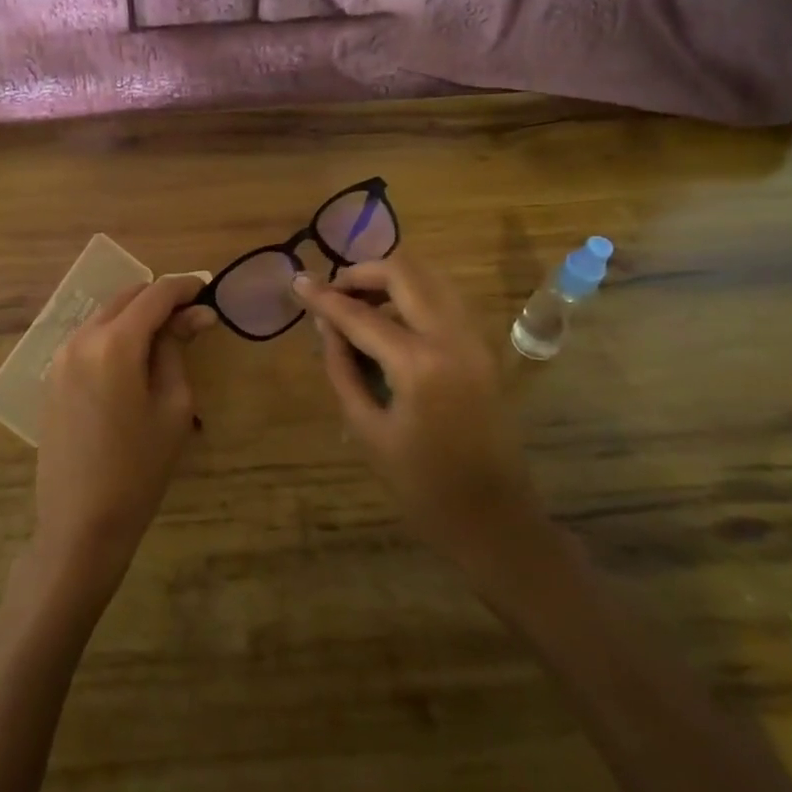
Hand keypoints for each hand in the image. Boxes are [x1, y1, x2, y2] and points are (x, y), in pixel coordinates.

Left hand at [32, 275, 214, 600]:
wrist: (80, 523)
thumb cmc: (139, 468)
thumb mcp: (172, 406)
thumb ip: (177, 349)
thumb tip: (196, 314)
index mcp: (113, 343)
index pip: (155, 295)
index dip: (185, 287)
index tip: (209, 290)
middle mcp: (80, 339)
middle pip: (126, 298)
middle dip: (160, 299)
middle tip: (193, 317)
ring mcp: (60, 357)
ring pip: (105, 316)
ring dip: (136, 317)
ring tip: (167, 339)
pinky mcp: (52, 377)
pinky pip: (89, 339)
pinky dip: (115, 335)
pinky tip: (135, 360)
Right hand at [292, 254, 549, 571]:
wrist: (494, 518)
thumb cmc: (421, 486)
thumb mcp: (367, 429)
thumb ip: (343, 369)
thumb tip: (326, 325)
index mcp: (419, 364)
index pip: (360, 315)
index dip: (324, 297)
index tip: (297, 283)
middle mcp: (453, 337)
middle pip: (405, 273)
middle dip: (363, 272)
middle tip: (333, 291)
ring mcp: (475, 339)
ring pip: (431, 278)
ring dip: (391, 280)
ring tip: (357, 302)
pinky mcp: (485, 348)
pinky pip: (446, 300)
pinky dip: (414, 296)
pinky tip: (390, 321)